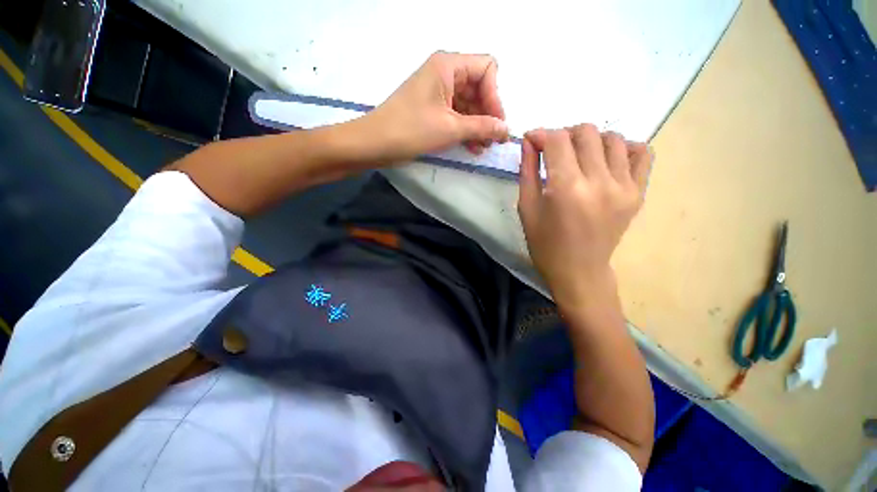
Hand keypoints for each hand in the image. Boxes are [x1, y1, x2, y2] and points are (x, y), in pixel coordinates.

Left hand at [365, 51, 509, 162]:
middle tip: (494, 139)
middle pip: (479, 88)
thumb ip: (482, 127)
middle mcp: (444, 73)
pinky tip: (473, 147)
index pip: (487, 70)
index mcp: (448, 65)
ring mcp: (438, 93)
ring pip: (469, 104)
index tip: (497, 123)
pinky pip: (457, 115)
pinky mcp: (432, 110)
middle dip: (488, 114)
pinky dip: (466, 130)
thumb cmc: (412, 130)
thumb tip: (506, 130)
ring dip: (478, 125)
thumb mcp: (450, 128)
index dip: (495, 96)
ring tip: (484, 147)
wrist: (376, 143)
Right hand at [517, 125, 652, 309]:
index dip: (541, 134)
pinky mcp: (638, 193)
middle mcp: (599, 181)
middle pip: (586, 132)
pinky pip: (642, 153)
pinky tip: (607, 160)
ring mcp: (624, 186)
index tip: (532, 139)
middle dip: (564, 134)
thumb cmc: (545, 244)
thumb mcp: (527, 208)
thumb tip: (530, 141)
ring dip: (590, 140)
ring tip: (578, 156)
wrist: (578, 270)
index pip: (558, 140)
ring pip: (612, 138)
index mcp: (566, 188)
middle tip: (553, 150)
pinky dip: (624, 148)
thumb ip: (527, 171)